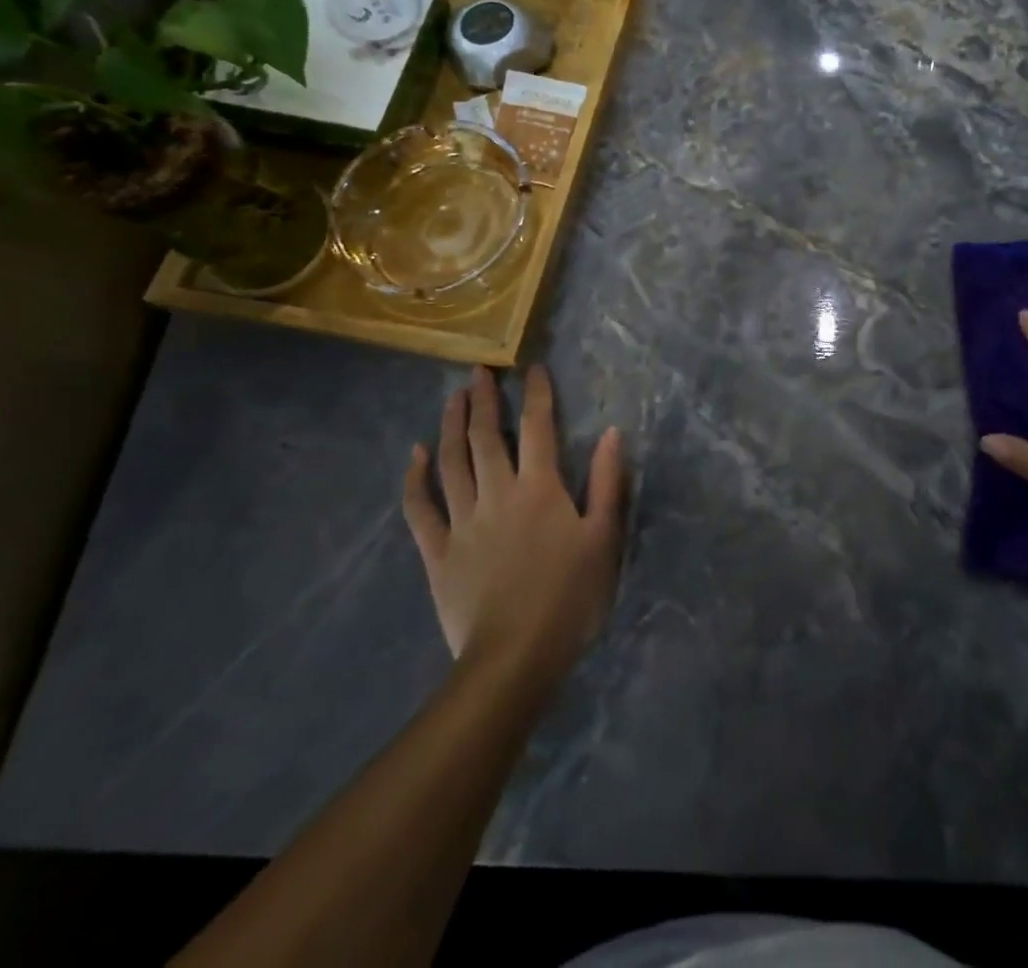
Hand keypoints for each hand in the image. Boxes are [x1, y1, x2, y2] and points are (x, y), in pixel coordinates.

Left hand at [401, 366, 624, 685]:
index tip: (533, 369)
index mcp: (540, 488)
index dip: (537, 394)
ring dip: (451, 425)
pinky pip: (420, 507)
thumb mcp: (604, 538)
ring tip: (453, 398)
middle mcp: (497, 492)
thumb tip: (612, 432)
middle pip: (486, 436)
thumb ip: (608, 482)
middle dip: (484, 400)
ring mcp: (462, 521)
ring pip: (452, 461)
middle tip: (479, 372)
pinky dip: (416, 477)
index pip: (538, 427)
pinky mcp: (437, 551)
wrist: (515, 658)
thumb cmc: (570, 597)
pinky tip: (416, 454)